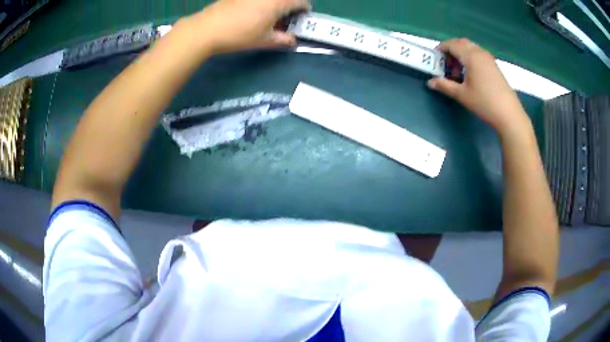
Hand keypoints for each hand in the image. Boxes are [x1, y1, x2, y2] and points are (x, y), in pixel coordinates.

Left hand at [186, 0, 309, 53]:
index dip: (304, 10)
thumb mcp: (265, 41)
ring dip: (276, 4)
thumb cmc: (240, 35)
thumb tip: (292, 40)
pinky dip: (261, 3)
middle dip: (290, 6)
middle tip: (283, 18)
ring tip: (267, 16)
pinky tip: (251, 11)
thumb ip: (283, 40)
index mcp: (280, 2)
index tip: (300, 19)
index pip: (302, 2)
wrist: (208, 28)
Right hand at [427, 38, 529, 132]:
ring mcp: (489, 59)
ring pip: (471, 48)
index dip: (441, 49)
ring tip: (459, 72)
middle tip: (447, 65)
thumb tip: (430, 82)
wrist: (509, 114)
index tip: (435, 58)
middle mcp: (480, 52)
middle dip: (451, 50)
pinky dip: (471, 58)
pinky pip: (479, 55)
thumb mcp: (462, 95)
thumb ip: (444, 85)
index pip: (452, 44)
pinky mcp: (494, 66)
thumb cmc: (484, 103)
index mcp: (470, 56)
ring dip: (462, 54)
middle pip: (461, 43)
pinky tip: (471, 74)